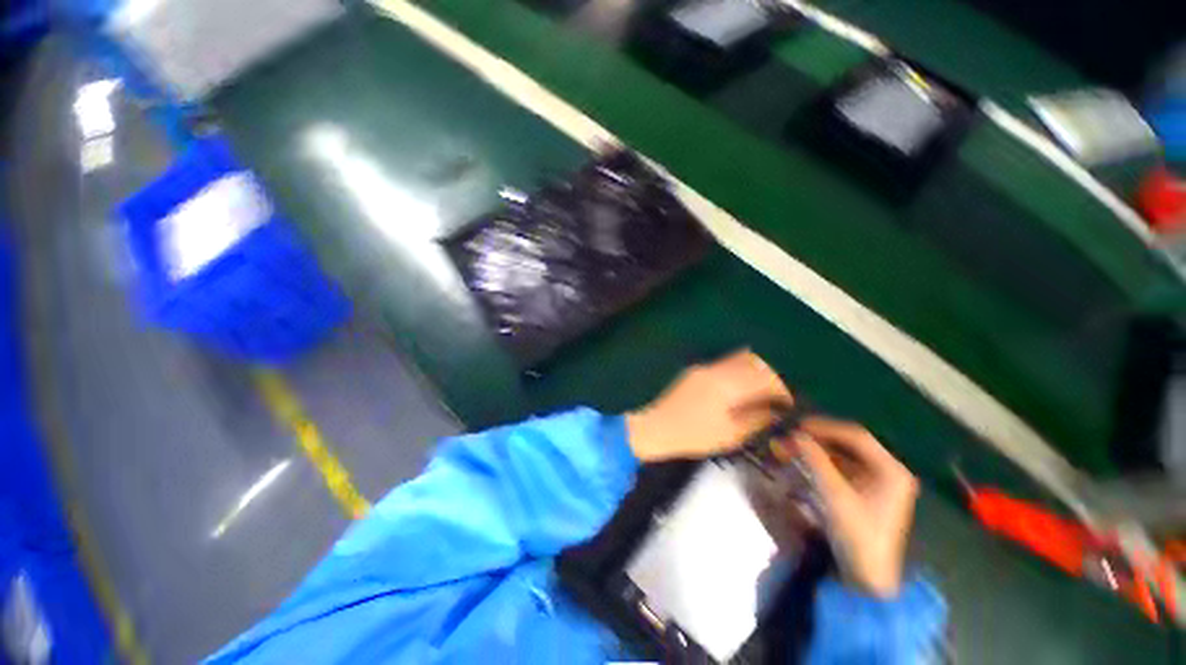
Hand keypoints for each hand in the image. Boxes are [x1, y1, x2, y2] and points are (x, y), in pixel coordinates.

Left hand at [625, 351, 792, 462]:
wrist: (649, 425)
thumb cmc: (688, 435)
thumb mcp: (728, 435)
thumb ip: (757, 419)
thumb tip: (779, 411)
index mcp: (727, 383)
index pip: (768, 375)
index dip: (785, 388)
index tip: (792, 403)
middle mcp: (717, 366)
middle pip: (756, 359)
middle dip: (774, 374)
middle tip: (780, 396)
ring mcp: (705, 364)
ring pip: (741, 357)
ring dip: (758, 370)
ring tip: (763, 392)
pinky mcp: (697, 367)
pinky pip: (727, 362)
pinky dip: (741, 371)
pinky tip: (743, 388)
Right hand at [795, 417, 918, 597]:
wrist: (867, 577)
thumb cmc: (858, 535)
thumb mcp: (834, 496)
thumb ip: (816, 461)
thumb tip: (795, 435)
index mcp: (891, 470)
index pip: (856, 436)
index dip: (825, 427)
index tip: (798, 426)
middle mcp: (888, 472)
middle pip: (849, 444)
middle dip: (818, 439)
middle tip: (792, 437)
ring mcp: (878, 483)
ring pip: (843, 456)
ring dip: (817, 451)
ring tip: (792, 449)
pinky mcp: (866, 493)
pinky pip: (841, 469)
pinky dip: (821, 464)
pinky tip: (803, 464)